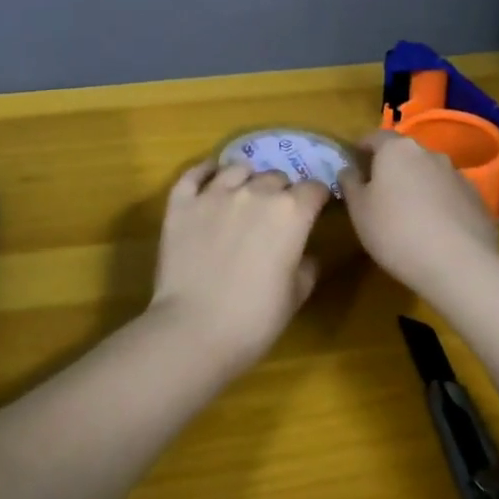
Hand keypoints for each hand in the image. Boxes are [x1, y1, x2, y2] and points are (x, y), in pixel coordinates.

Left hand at [148, 160, 331, 372]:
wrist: (194, 330)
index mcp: (291, 213)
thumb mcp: (296, 296)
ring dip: (247, 179)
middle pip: (276, 177)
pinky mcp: (182, 203)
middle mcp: (255, 192)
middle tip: (276, 214)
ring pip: (238, 168)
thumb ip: (307, 266)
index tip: (314, 211)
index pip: (313, 189)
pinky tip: (210, 175)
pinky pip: (194, 173)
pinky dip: (205, 171)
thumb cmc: (254, 318)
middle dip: (281, 191)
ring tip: (244, 194)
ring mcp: (215, 193)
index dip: (316, 199)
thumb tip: (306, 253)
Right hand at [338, 130, 498, 301]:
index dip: (361, 148)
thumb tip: (349, 169)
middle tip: (378, 192)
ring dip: (416, 186)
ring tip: (408, 214)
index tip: (353, 164)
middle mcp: (429, 153)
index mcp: (397, 150)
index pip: (374, 137)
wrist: (459, 264)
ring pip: (428, 174)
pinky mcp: (477, 199)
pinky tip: (434, 230)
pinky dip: (439, 204)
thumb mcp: (359, 210)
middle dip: (390, 168)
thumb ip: (350, 183)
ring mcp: (458, 175)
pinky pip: (449, 195)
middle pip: (404, 154)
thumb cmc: (396, 231)